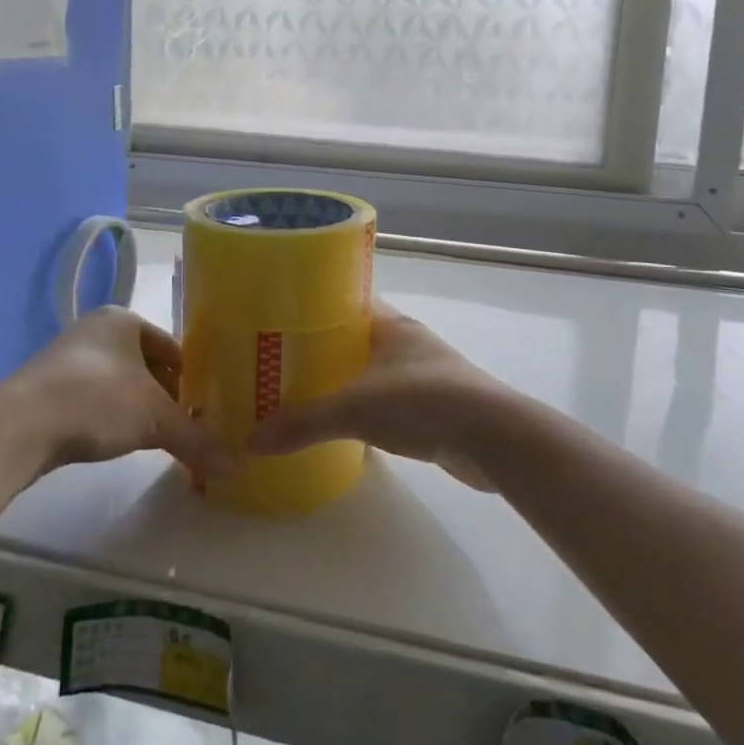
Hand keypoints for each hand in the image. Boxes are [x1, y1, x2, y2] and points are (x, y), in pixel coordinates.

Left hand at [8, 307, 233, 477]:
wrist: (20, 426)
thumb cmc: (97, 401)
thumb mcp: (156, 419)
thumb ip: (197, 439)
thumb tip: (237, 466)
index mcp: (123, 319)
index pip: (172, 346)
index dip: (192, 377)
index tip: (207, 406)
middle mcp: (95, 330)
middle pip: (146, 365)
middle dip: (166, 395)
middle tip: (187, 425)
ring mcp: (67, 358)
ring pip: (119, 383)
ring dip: (138, 407)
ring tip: (158, 438)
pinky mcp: (47, 389)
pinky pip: (93, 399)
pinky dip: (111, 417)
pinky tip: (118, 441)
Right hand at [246, 302, 508, 487]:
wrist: (492, 438)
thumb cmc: (422, 401)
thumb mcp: (354, 409)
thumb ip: (303, 424)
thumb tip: (251, 441)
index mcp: (391, 324)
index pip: (347, 302)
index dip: (315, 309)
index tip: (281, 321)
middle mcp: (408, 342)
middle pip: (357, 339)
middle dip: (325, 351)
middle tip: (282, 364)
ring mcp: (425, 374)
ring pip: (373, 371)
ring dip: (347, 381)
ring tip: (305, 395)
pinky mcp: (435, 406)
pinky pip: (389, 400)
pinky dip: (368, 409)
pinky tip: (345, 427)